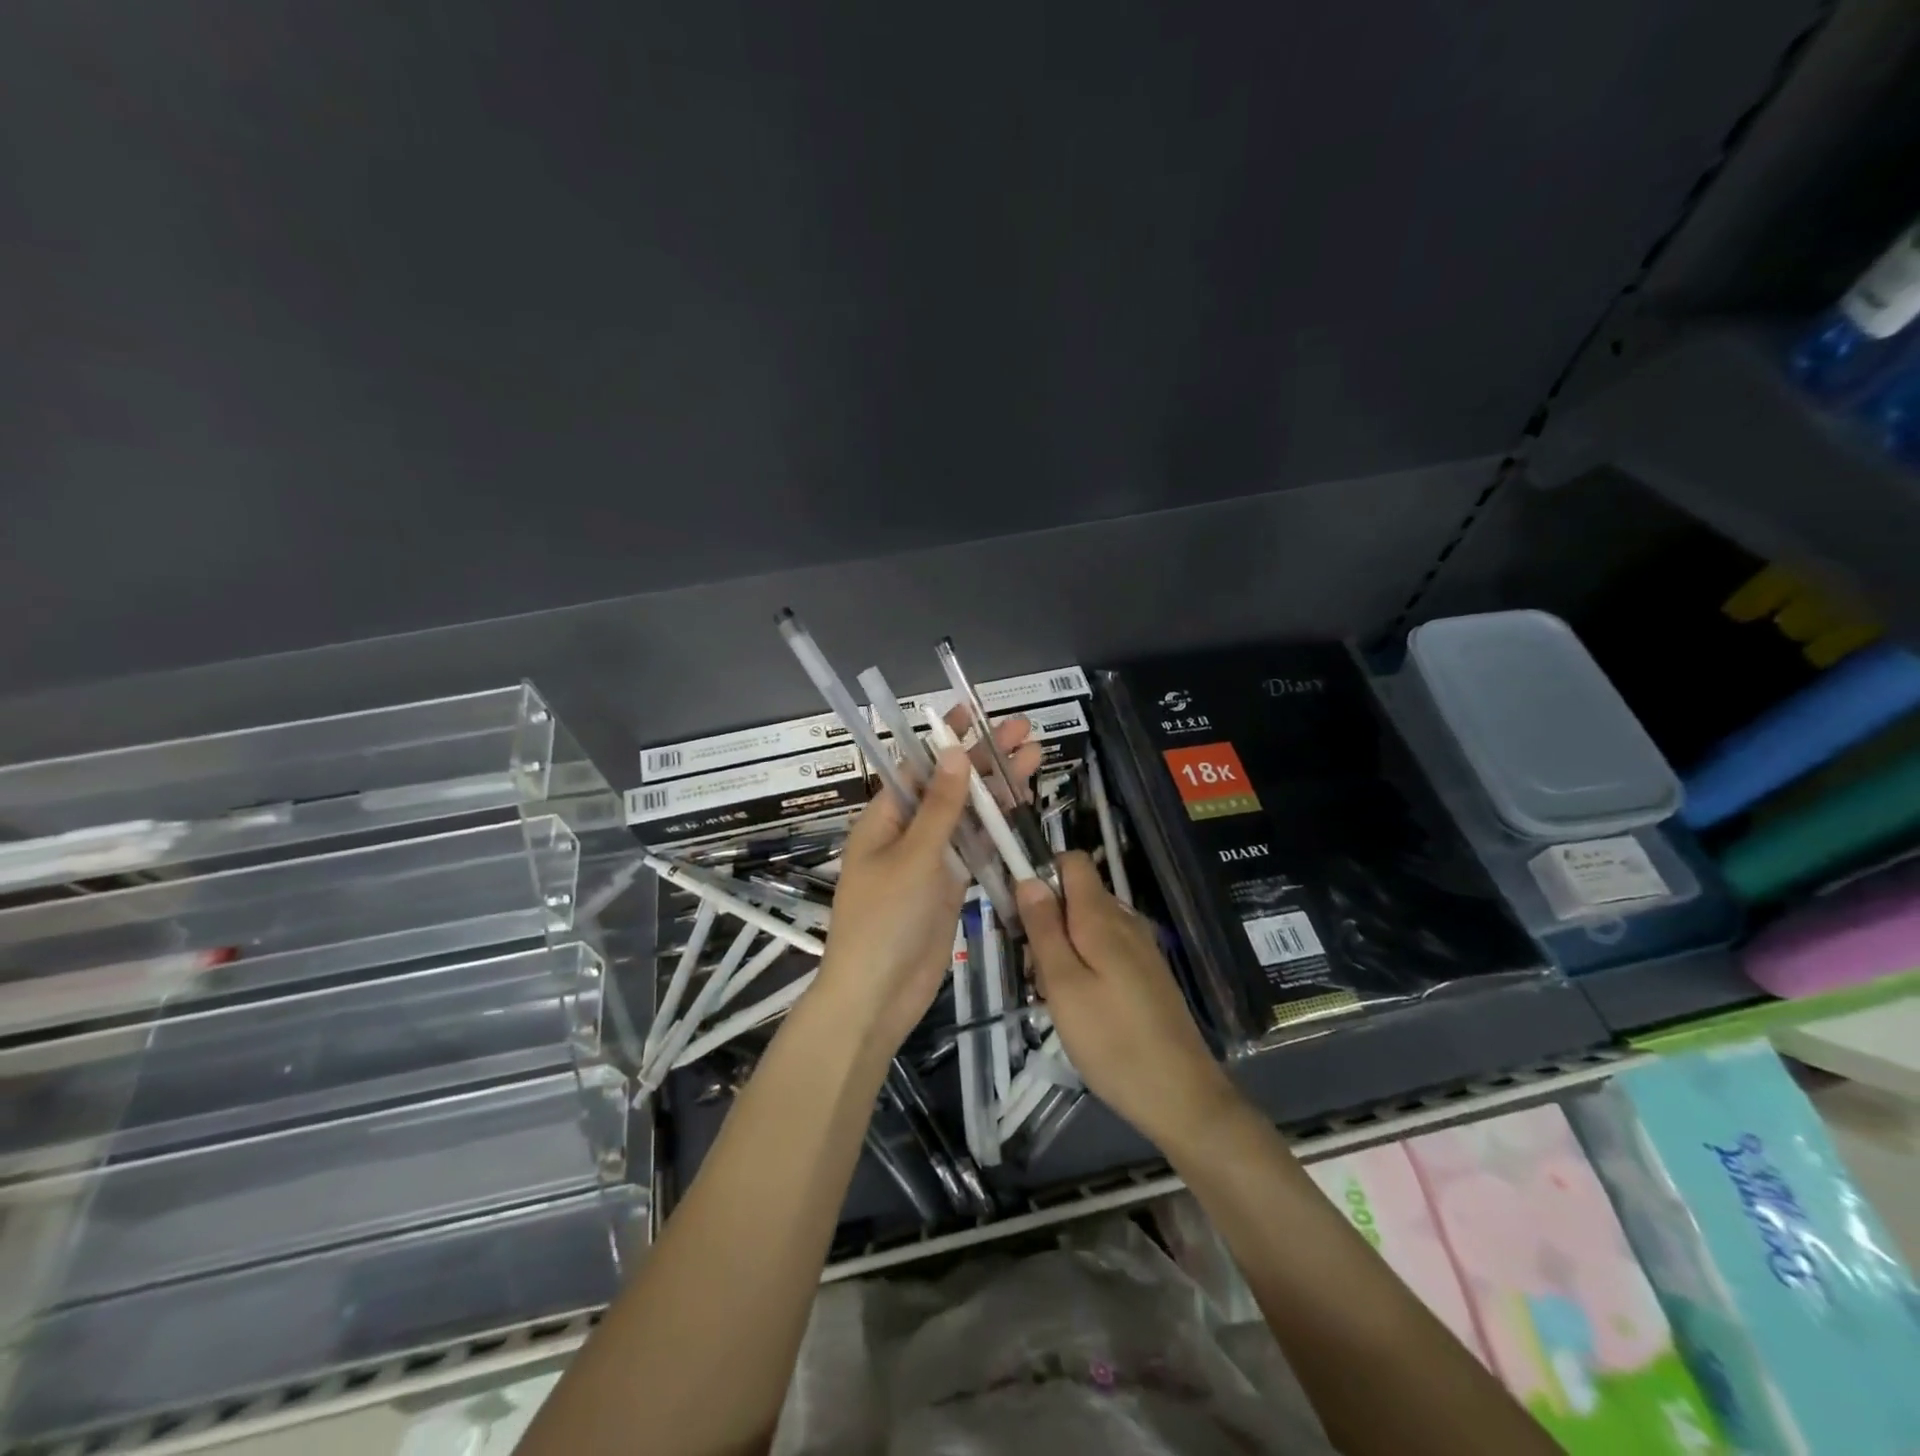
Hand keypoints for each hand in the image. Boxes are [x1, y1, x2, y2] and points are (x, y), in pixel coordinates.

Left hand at [817, 714, 1040, 1055]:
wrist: (878, 996)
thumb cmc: (885, 921)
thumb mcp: (913, 858)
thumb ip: (939, 807)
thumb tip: (954, 751)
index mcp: (884, 818)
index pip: (917, 765)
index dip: (945, 737)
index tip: (972, 709)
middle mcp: (906, 832)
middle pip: (949, 786)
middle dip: (984, 759)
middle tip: (1024, 732)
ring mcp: (930, 860)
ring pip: (967, 815)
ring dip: (997, 790)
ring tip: (1035, 759)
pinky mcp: (949, 886)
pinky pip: (975, 848)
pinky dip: (997, 829)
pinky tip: (1022, 808)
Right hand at [1017, 852, 1237, 1148]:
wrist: (1181, 1095)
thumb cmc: (1112, 1040)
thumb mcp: (1064, 985)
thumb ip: (1044, 928)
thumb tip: (1027, 877)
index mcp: (1102, 916)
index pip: (1072, 861)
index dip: (1041, 874)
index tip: (1020, 914)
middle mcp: (1125, 921)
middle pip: (1076, 896)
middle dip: (1047, 922)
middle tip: (1035, 973)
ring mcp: (1140, 948)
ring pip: (1087, 927)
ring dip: (1062, 950)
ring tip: (1053, 998)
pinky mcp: (1147, 974)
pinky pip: (1105, 951)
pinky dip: (1084, 967)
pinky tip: (1080, 1008)